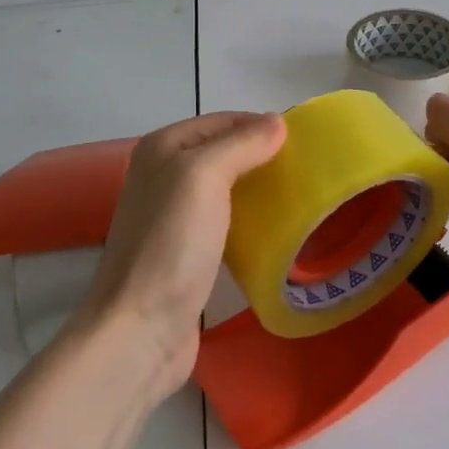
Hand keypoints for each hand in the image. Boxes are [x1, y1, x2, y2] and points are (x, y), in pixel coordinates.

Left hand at [79, 111, 287, 397]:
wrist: (141, 328)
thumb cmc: (172, 243)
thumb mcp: (205, 176)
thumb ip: (241, 143)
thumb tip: (277, 122)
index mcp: (163, 148)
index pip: (222, 120)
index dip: (261, 125)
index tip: (305, 139)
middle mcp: (163, 175)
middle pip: (224, 152)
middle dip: (262, 156)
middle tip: (307, 168)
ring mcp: (173, 216)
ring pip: (226, 188)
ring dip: (258, 189)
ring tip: (298, 196)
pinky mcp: (186, 251)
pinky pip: (225, 222)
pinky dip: (249, 220)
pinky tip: (274, 230)